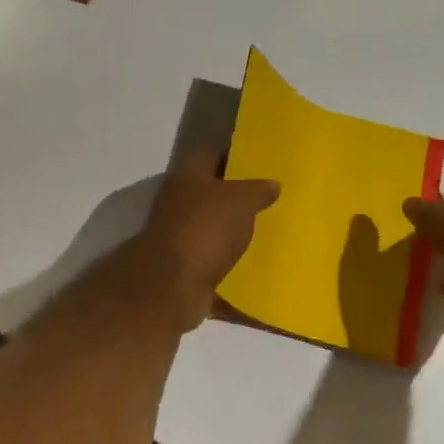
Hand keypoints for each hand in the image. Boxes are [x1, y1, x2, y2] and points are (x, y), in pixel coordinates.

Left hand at [133, 152, 279, 328]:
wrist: (172, 287)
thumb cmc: (205, 229)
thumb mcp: (241, 201)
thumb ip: (258, 189)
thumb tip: (272, 183)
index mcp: (188, 176)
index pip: (213, 156)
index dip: (237, 159)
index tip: (263, 166)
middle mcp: (178, 201)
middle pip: (213, 193)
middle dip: (239, 198)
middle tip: (271, 200)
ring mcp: (179, 235)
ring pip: (213, 227)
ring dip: (234, 232)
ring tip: (268, 232)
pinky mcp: (184, 266)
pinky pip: (213, 259)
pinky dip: (230, 262)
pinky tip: (255, 264)